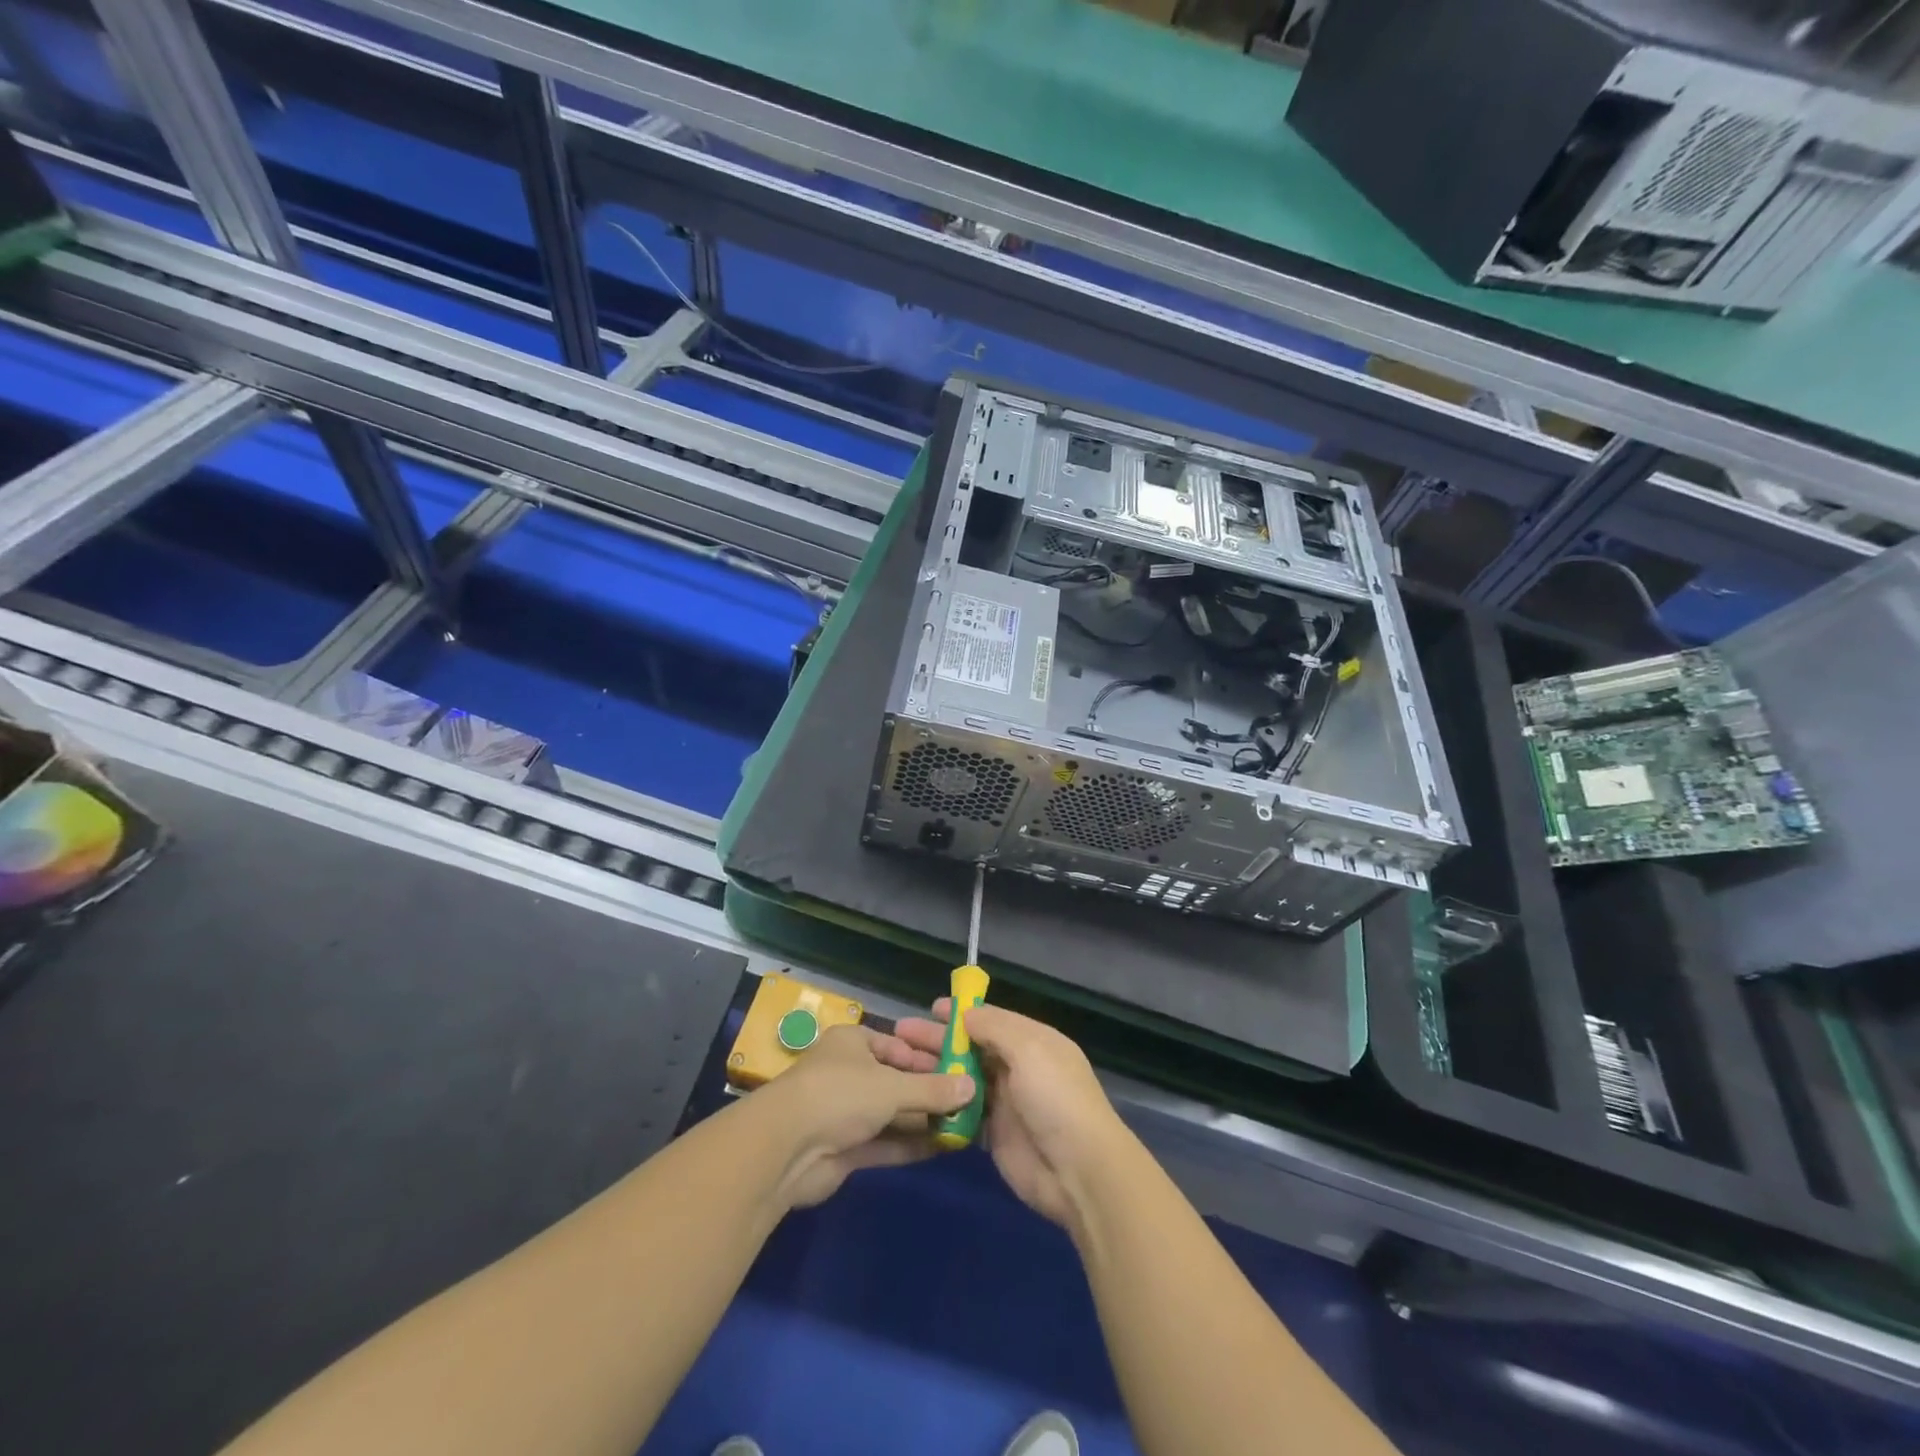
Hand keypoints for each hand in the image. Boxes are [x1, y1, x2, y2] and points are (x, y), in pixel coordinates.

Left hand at [755, 1023, 975, 1208]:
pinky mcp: (844, 1149)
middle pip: (895, 1081)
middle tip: (968, 1103)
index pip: (896, 1046)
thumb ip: (933, 1089)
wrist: (785, 1150)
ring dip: (922, 1122)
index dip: (927, 1059)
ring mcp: (845, 1113)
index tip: (959, 1072)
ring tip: (963, 1127)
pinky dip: (909, 1145)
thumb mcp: (892, 1086)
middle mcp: (849, 1074)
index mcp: (853, 1043)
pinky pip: (884, 1142)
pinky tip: (943, 1149)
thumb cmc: (840, 1095)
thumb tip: (972, 1087)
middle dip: (929, 1093)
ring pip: (891, 1114)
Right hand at [923, 999, 1132, 1233]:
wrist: (1079, 1171)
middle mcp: (1019, 1067)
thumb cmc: (1056, 1099)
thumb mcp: (1029, 1050)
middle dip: (939, 1039)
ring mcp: (1006, 1102)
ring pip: (964, 1078)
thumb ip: (995, 1028)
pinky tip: (915, 1099)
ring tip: (899, 1064)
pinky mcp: (995, 1135)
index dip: (962, 1013)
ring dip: (935, 1070)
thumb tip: (965, 1014)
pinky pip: (963, 1113)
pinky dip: (943, 1105)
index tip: (930, 1008)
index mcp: (1033, 1041)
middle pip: (972, 1047)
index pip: (992, 1019)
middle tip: (901, 1034)